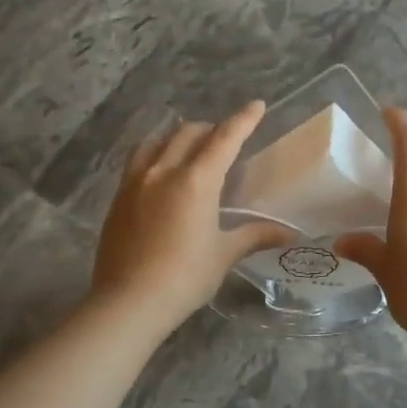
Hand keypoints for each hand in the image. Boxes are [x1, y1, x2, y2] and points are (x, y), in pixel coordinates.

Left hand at [91, 103, 295, 331]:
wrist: (128, 302)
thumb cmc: (185, 277)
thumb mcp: (224, 254)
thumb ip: (254, 235)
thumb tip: (289, 234)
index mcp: (196, 181)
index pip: (225, 138)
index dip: (243, 120)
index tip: (257, 105)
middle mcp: (163, 171)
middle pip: (189, 133)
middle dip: (211, 129)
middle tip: (226, 139)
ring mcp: (135, 182)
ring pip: (158, 142)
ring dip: (178, 137)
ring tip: (190, 148)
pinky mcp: (118, 198)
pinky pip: (138, 161)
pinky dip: (156, 154)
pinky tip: (161, 173)